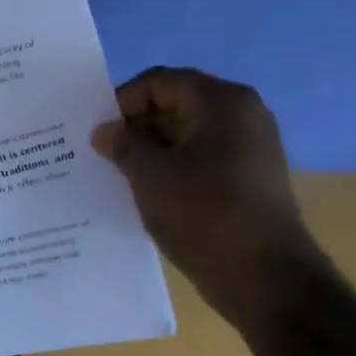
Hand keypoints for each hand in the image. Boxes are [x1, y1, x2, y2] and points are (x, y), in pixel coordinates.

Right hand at [92, 67, 324, 329]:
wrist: (262, 274)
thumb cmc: (203, 214)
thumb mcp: (150, 177)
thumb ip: (123, 146)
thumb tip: (105, 130)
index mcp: (222, 102)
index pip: (161, 82)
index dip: (122, 101)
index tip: (94, 131)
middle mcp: (241, 115)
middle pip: (175, 105)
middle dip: (134, 127)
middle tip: (98, 154)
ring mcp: (247, 148)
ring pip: (185, 136)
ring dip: (148, 151)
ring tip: (113, 176)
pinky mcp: (244, 179)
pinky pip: (197, 161)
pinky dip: (168, 170)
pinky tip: (142, 194)